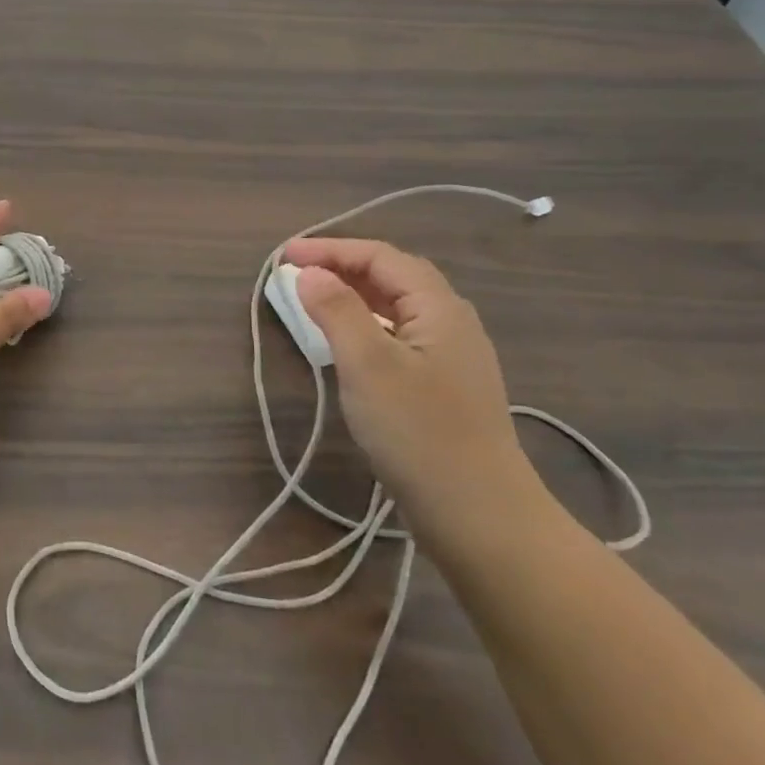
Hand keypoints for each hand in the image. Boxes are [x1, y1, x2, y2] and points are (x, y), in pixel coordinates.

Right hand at [285, 239, 549, 541]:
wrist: (480, 516)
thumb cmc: (419, 432)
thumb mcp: (368, 364)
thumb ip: (337, 310)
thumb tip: (309, 272)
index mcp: (439, 307)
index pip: (381, 257)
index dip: (330, 249)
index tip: (284, 257)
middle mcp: (452, 322)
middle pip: (394, 276)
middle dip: (343, 266)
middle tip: (297, 273)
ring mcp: (452, 357)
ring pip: (398, 307)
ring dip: (355, 295)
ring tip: (315, 300)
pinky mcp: (445, 387)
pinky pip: (401, 335)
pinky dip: (367, 325)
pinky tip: (349, 344)